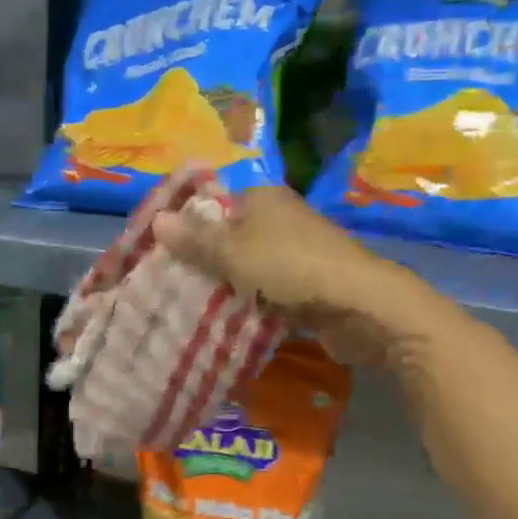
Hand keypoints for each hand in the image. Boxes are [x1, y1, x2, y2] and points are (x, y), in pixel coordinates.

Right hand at [152, 185, 416, 367]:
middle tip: (167, 283)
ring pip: (246, 267)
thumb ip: (196, 239)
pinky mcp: (306, 284)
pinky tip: (224, 320)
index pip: (214, 205)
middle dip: (202, 260)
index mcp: (263, 198)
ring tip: (186, 305)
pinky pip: (265, 291)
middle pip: (229, 237)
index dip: (186, 226)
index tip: (159, 252)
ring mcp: (295, 252)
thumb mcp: (234, 252)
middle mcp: (279, 219)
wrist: (360, 305)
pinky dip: (248, 303)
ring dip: (224, 285)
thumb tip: (157, 219)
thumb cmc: (291, 267)